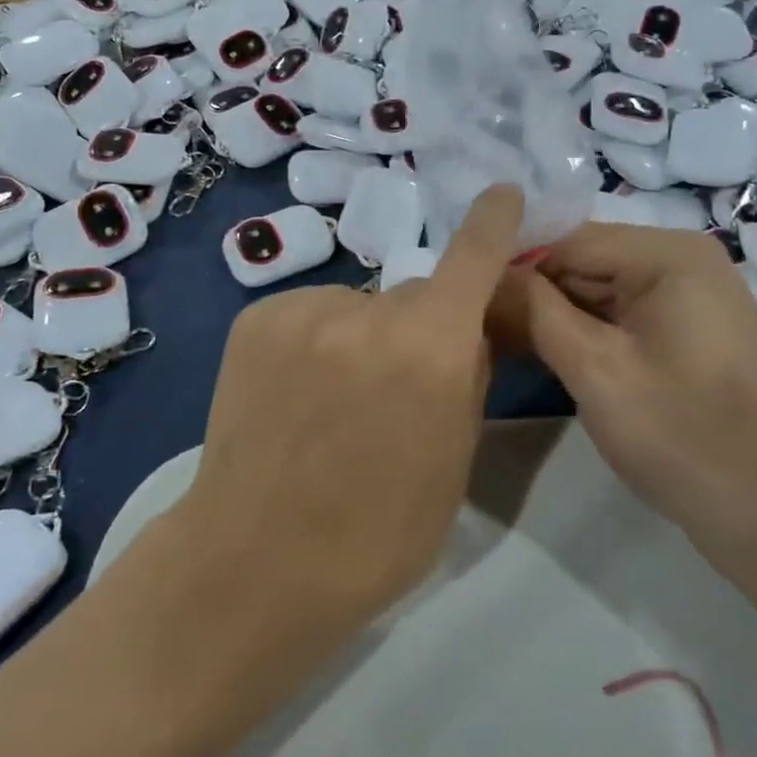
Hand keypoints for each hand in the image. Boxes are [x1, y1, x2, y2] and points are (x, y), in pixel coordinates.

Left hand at [177, 186, 523, 641]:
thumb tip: (466, 329)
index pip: (472, 259)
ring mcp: (303, 310)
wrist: (254, 563)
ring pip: (359, 307)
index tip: (502, 193)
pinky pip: (311, 313)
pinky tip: (295, 394)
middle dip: (418, 329)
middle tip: (394, 390)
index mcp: (429, 350)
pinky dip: (317, 340)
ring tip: (331, 404)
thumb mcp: (453, 463)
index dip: (492, 223)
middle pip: (413, 298)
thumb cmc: (375, 534)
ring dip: (362, 337)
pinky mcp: (256, 318)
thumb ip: (466, 378)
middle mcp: (367, 312)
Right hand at [496, 225, 756, 583]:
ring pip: (594, 291)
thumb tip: (484, 274)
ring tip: (490, 342)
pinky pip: (617, 318)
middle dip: (528, 293)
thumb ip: (535, 311)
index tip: (461, 298)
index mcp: (668, 253)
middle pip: (581, 262)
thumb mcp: (595, 370)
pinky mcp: (684, 332)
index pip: (566, 239)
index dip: (511, 267)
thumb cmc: (683, 438)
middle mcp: (681, 261)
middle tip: (470, 326)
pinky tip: (534, 354)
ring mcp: (686, 297)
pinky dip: (578, 334)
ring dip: (548, 317)